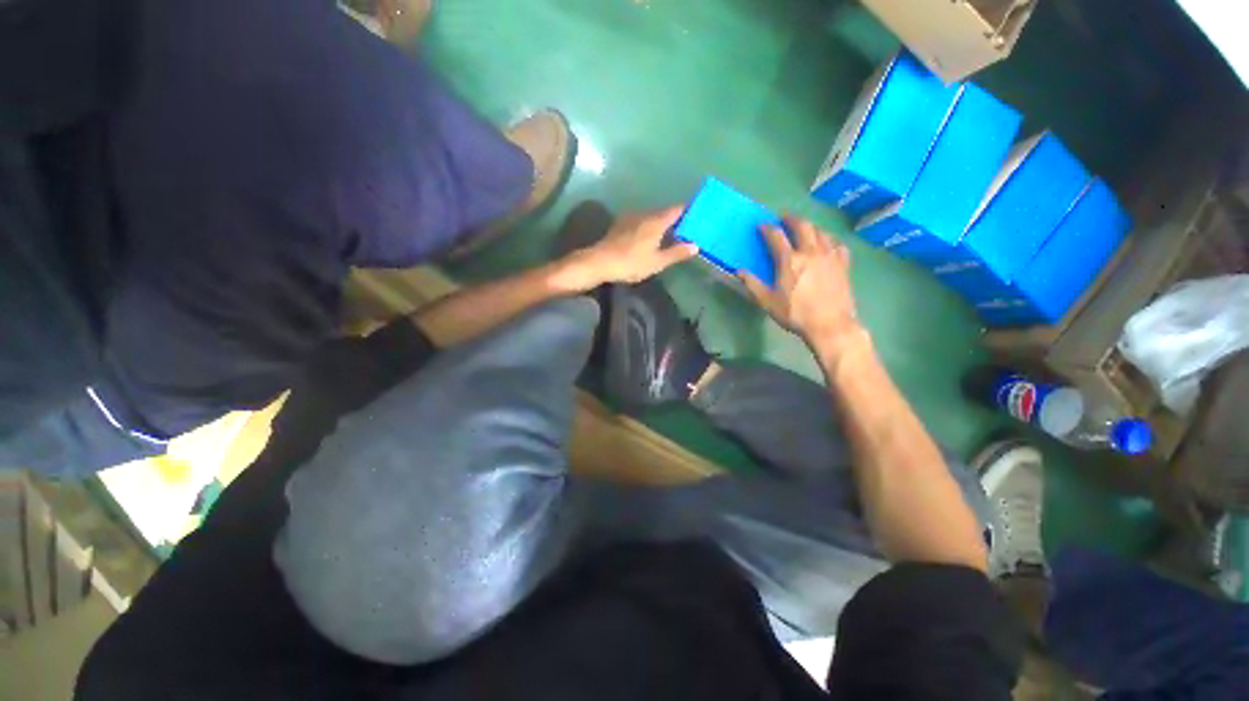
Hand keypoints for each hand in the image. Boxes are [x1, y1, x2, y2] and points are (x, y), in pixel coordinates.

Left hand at [559, 205, 697, 287]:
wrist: (600, 262)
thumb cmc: (631, 262)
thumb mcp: (657, 262)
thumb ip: (676, 253)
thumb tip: (696, 245)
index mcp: (656, 221)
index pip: (677, 209)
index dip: (688, 211)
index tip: (698, 216)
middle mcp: (645, 214)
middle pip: (665, 213)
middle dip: (676, 219)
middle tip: (686, 230)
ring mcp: (631, 218)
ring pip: (652, 217)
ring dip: (661, 224)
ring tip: (669, 236)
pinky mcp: (620, 224)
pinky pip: (641, 222)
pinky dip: (649, 227)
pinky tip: (649, 238)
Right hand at [738, 217, 864, 360]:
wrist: (830, 324)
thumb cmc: (795, 314)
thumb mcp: (768, 302)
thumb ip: (752, 285)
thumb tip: (738, 272)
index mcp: (789, 260)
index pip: (776, 236)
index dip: (767, 228)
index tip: (761, 226)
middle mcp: (810, 251)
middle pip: (802, 225)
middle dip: (791, 219)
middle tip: (784, 218)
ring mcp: (829, 255)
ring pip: (820, 231)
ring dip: (810, 227)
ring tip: (804, 230)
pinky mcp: (843, 263)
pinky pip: (836, 243)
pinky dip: (828, 240)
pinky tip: (826, 245)